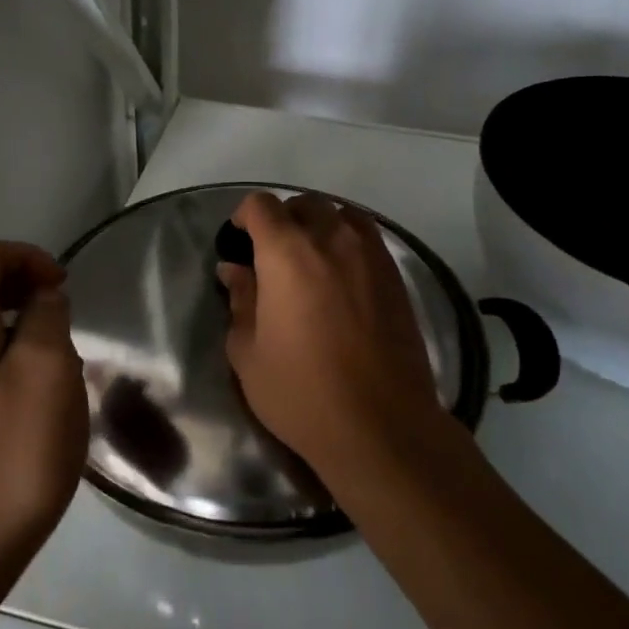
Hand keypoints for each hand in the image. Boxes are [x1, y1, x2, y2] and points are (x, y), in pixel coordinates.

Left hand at [0, 241, 87, 581]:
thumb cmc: (9, 460)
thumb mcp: (47, 377)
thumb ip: (47, 320)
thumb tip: (41, 299)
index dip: (27, 257)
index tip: (63, 289)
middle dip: (25, 294)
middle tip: (65, 330)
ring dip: (19, 333)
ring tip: (56, 372)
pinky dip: (3, 365)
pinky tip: (31, 409)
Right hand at [218, 192, 441, 481]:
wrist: (381, 424)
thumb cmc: (302, 391)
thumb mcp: (248, 353)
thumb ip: (240, 301)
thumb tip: (234, 270)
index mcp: (286, 252)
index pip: (261, 205)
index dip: (245, 216)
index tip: (240, 242)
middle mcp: (330, 238)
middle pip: (304, 203)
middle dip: (283, 219)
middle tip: (273, 255)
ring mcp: (369, 253)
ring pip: (341, 213)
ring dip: (321, 225)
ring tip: (312, 259)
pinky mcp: (395, 275)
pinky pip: (368, 237)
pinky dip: (349, 241)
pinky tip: (343, 276)